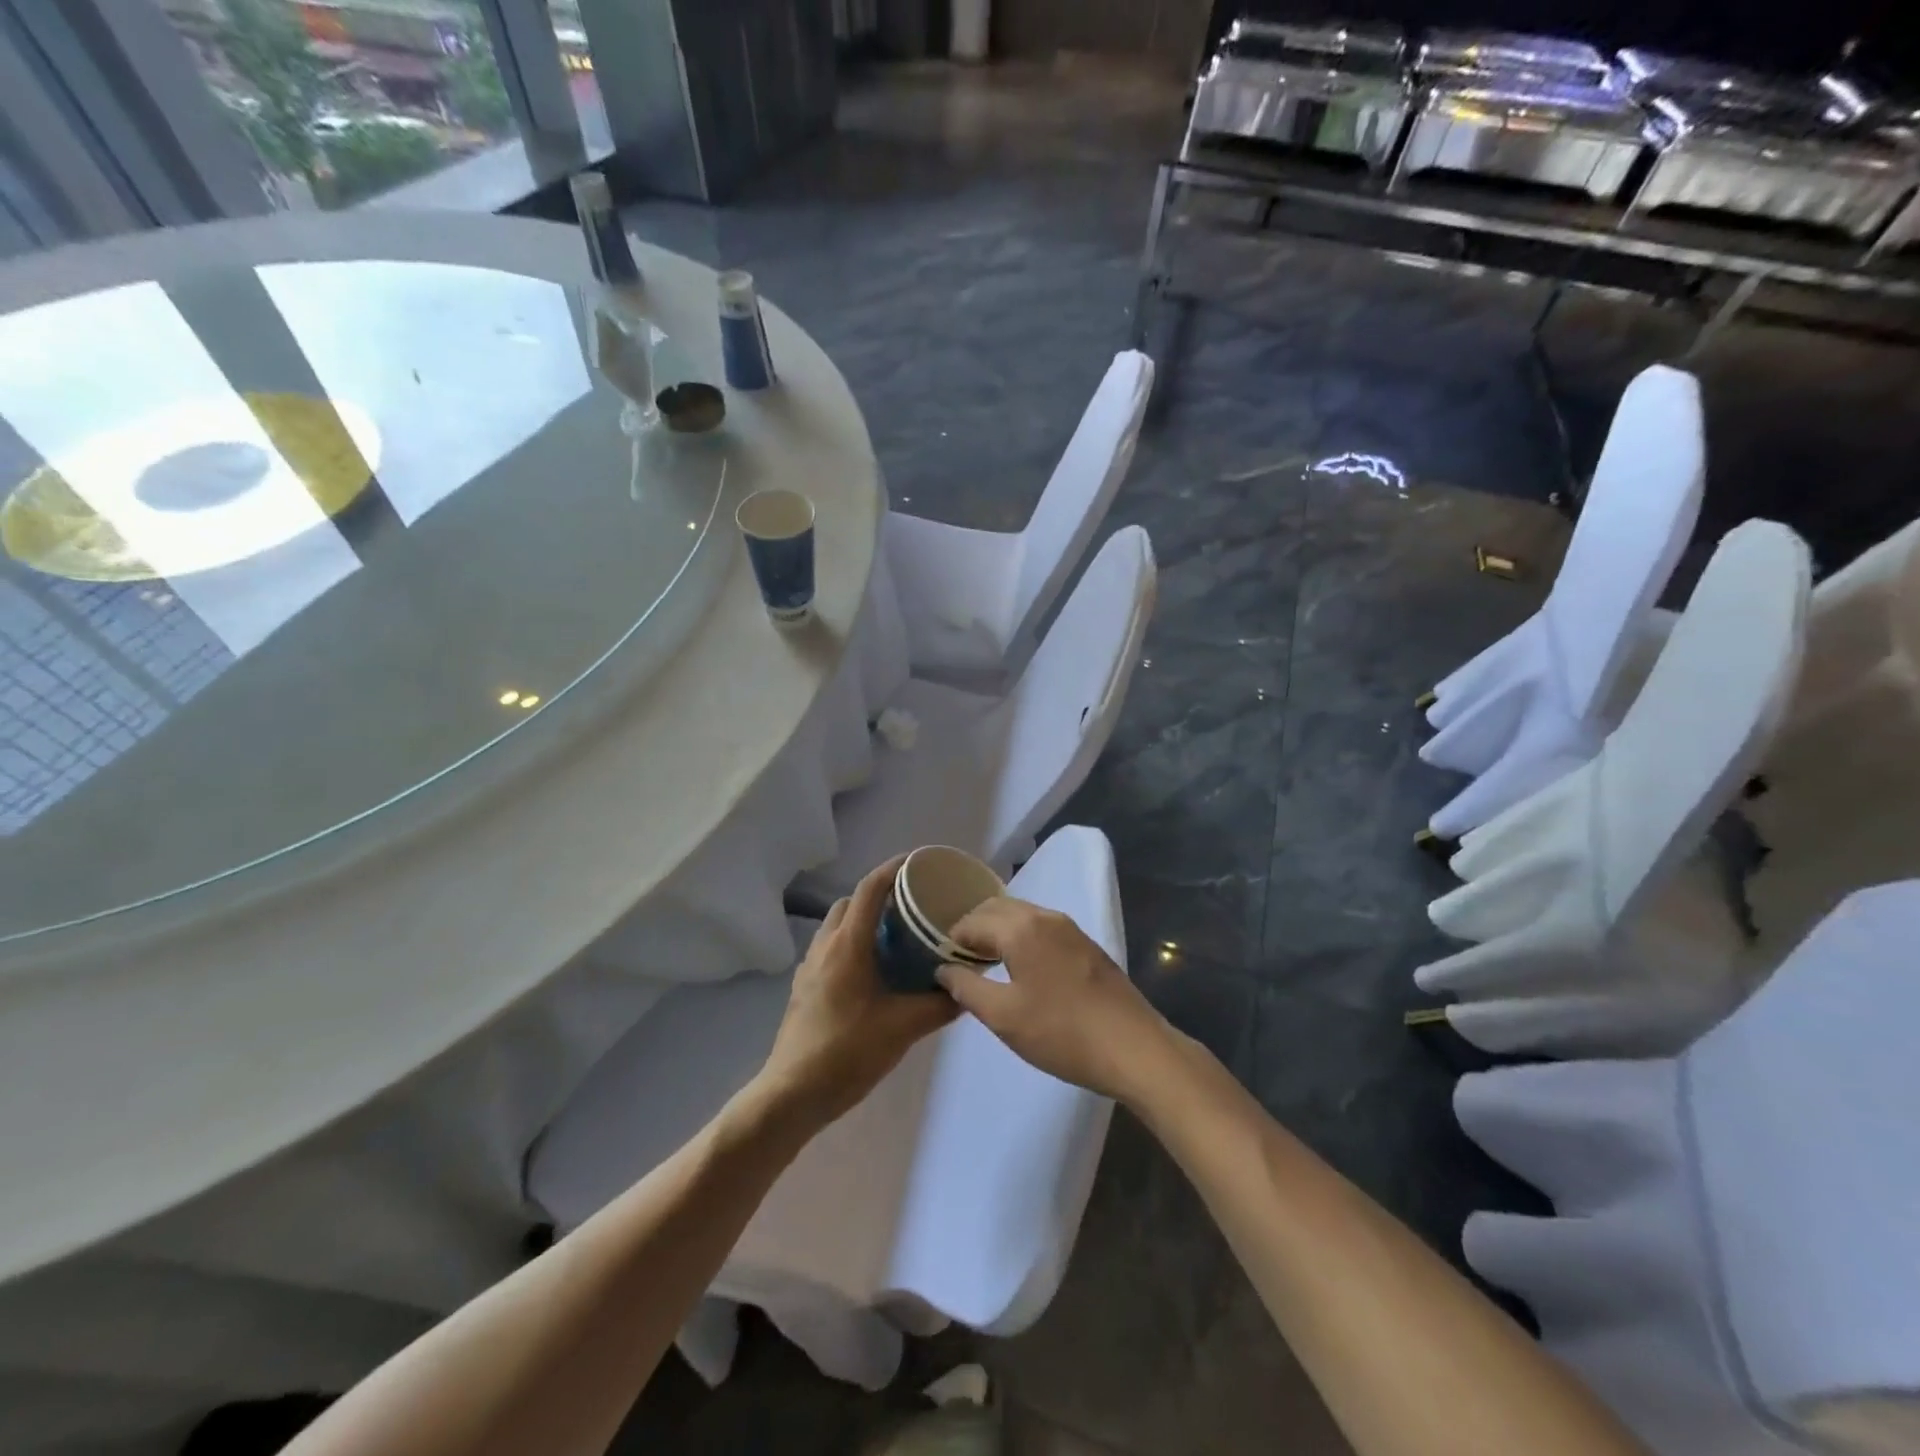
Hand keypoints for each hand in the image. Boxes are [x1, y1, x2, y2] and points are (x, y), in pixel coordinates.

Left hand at [756, 855, 958, 1126]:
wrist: (792, 1094)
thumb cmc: (847, 1052)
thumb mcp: (903, 1028)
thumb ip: (940, 1004)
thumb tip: (970, 987)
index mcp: (848, 945)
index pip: (871, 888)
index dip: (894, 868)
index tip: (920, 863)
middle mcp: (825, 946)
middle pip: (852, 902)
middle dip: (881, 895)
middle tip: (914, 907)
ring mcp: (809, 966)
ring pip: (837, 925)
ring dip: (864, 920)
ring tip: (897, 938)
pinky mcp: (804, 987)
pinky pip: (830, 948)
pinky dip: (852, 944)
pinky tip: (874, 973)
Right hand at [936, 897, 1173, 1103]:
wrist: (1133, 1048)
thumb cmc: (1061, 1032)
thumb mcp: (1003, 1017)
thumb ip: (966, 988)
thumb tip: (944, 969)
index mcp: (1021, 927)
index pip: (972, 920)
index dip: (951, 939)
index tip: (941, 963)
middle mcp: (1045, 916)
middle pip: (997, 908)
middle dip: (974, 928)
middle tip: (960, 961)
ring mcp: (1070, 928)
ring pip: (1022, 915)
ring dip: (999, 931)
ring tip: (987, 965)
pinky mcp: (1086, 945)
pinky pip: (1042, 928)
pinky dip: (1022, 937)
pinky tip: (1022, 968)